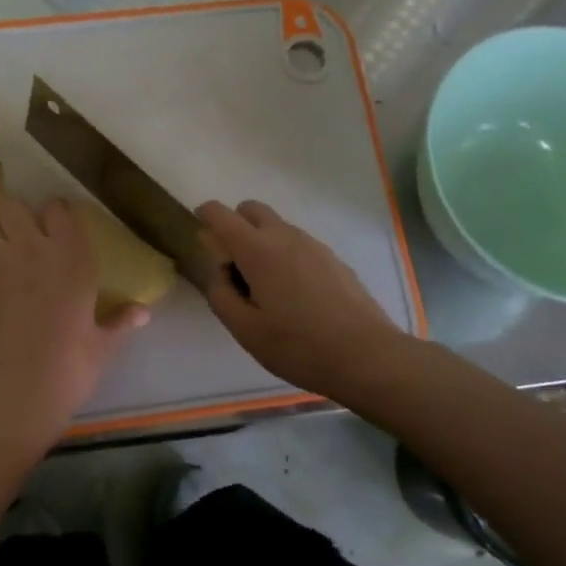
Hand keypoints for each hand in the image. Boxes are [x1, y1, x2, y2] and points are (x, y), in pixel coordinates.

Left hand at [0, 196, 147, 454]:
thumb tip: (144, 311)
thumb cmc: (69, 368)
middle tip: (30, 231)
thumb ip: (121, 321)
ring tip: (10, 249)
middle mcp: (32, 251)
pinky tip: (1, 286)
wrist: (13, 395)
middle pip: (13, 206)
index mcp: (71, 258)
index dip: (58, 214)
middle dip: (19, 212)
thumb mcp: (103, 346)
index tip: (62, 225)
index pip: (58, 209)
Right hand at [197, 199, 405, 400]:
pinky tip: (293, 294)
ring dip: (261, 241)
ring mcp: (314, 245)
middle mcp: (285, 237)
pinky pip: (299, 244)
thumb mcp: (245, 330)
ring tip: (264, 287)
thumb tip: (219, 273)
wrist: (366, 355)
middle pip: (251, 210)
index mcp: (257, 250)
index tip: (199, 232)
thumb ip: (221, 295)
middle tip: (232, 264)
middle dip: (235, 225)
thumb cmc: (298, 346)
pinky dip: (285, 255)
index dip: (205, 215)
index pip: (221, 214)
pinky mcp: (333, 259)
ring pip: (277, 226)